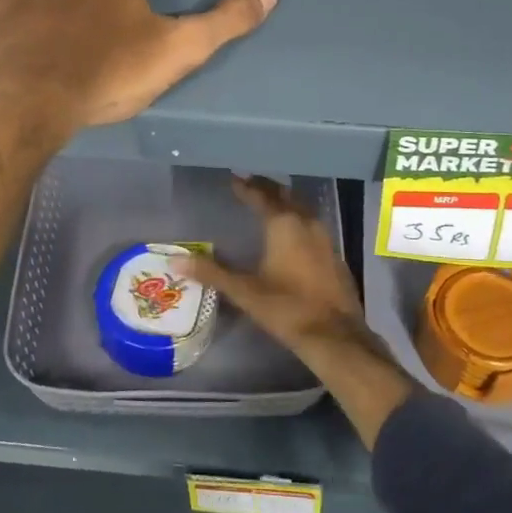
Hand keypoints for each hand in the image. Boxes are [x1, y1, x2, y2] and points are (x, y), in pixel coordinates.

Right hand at [187, 177, 415, 448]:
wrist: (335, 335)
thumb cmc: (287, 308)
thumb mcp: (245, 291)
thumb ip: (212, 273)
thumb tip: (176, 260)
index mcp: (284, 224)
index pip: (262, 196)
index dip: (247, 186)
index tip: (234, 177)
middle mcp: (306, 223)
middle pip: (285, 196)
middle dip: (267, 187)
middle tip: (250, 182)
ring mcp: (325, 238)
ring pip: (302, 208)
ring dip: (285, 201)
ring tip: (269, 200)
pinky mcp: (334, 254)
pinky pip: (312, 224)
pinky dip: (298, 218)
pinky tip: (292, 231)